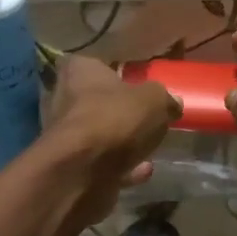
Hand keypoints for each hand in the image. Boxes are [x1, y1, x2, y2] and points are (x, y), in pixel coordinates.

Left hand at [45, 56, 180, 218]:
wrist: (83, 172)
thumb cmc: (115, 119)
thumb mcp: (155, 100)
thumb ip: (164, 98)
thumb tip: (173, 102)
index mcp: (79, 71)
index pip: (94, 63)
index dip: (115, 72)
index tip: (136, 84)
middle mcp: (64, 99)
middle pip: (96, 101)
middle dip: (119, 111)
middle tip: (146, 117)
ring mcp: (64, 136)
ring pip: (98, 134)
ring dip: (121, 141)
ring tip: (149, 147)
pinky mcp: (70, 166)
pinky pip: (101, 162)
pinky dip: (120, 167)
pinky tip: (143, 170)